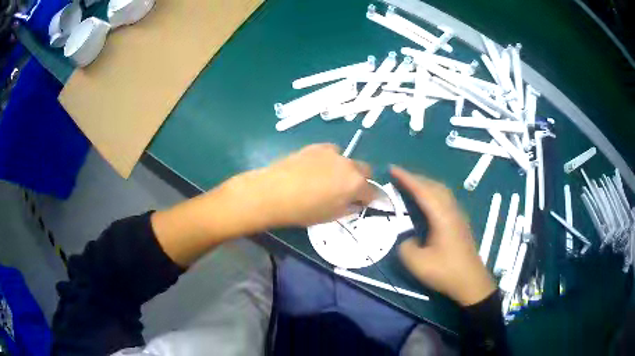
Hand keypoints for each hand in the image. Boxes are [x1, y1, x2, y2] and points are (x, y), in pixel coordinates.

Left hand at [232, 144, 375, 227]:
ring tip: (328, 179)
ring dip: (345, 169)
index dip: (371, 199)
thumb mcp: (331, 216)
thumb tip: (356, 203)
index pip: (373, 191)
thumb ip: (350, 208)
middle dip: (362, 181)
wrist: (274, 192)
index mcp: (356, 184)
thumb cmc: (304, 210)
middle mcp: (349, 165)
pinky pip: (332, 152)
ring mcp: (333, 153)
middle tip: (348, 191)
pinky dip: (330, 160)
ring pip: (348, 160)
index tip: (366, 203)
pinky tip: (316, 168)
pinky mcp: (317, 146)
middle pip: (366, 170)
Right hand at [391, 166, 495, 305]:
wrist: (471, 282)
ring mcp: (458, 215)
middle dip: (415, 178)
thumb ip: (405, 247)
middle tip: (398, 177)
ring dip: (425, 184)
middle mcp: (452, 210)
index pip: (422, 191)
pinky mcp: (460, 222)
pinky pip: (445, 199)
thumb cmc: (445, 272)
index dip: (406, 178)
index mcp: (442, 216)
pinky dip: (433, 193)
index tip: (392, 169)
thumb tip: (408, 238)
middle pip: (434, 186)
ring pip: (442, 191)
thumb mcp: (417, 264)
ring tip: (410, 186)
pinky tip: (427, 202)